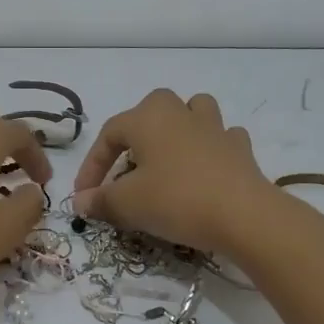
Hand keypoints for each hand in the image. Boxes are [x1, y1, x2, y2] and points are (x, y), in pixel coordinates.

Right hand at [72, 90, 277, 256]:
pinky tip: (205, 169)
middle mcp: (180, 112)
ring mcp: (215, 127)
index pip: (108, 135)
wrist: (243, 215)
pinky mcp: (240, 148)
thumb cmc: (176, 200)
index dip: (92, 166)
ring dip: (177, 128)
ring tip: (168, 155)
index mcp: (147, 118)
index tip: (85, 196)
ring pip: (192, 112)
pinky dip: (209, 149)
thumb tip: (81, 201)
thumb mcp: (128, 204)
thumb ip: (100, 200)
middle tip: (126, 166)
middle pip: (152, 109)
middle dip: (135, 134)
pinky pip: (220, 138)